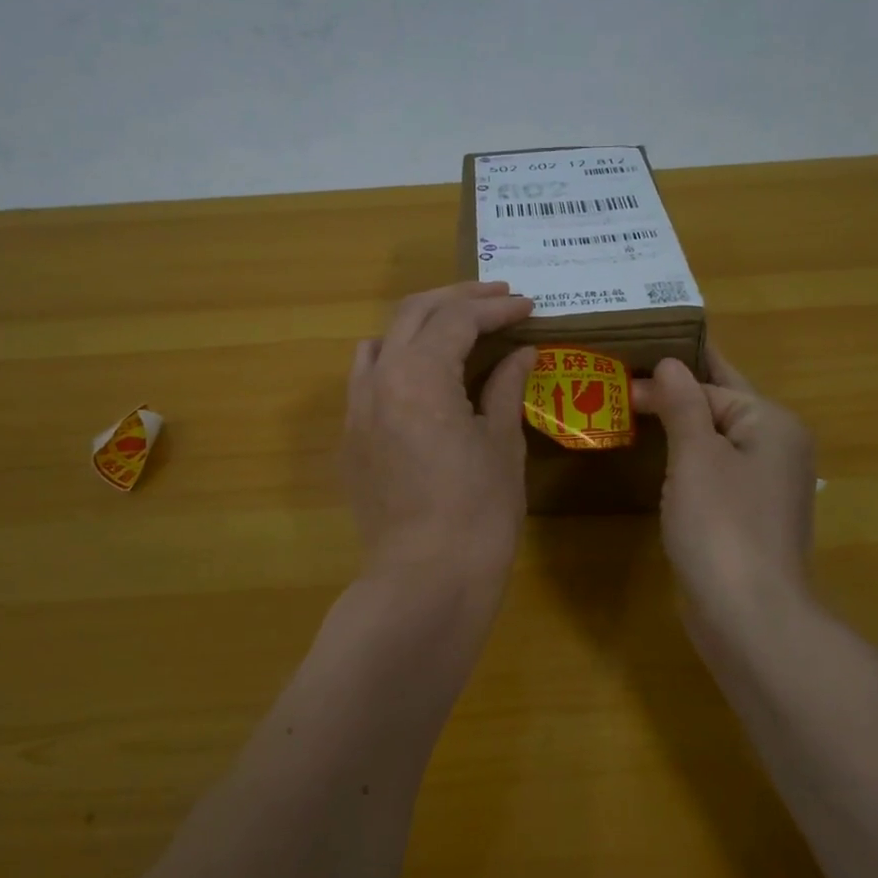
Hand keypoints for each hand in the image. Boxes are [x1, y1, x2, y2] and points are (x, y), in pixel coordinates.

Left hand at [342, 282, 537, 591]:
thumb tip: (521, 353)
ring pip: (381, 342)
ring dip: (419, 325)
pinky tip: (422, 378)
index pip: (457, 319)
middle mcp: (378, 381)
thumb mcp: (502, 444)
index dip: (495, 307)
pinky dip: (396, 361)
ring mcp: (356, 411)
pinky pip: (367, 381)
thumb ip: (506, 388)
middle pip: (412, 314)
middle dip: (457, 299)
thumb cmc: (479, 513)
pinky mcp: (351, 441)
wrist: (426, 579)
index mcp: (420, 376)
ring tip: (456, 329)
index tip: (526, 305)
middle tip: (496, 297)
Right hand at [631, 347, 816, 636]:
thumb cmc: (722, 526)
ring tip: (630, 410)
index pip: (714, 382)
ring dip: (676, 426)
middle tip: (624, 376)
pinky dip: (683, 460)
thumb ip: (683, 404)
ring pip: (713, 440)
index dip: (666, 375)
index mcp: (771, 423)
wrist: (748, 616)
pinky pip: (711, 472)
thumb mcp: (697, 456)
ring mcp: (761, 486)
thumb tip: (670, 364)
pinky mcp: (744, 516)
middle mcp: (774, 448)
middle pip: (719, 406)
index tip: (619, 372)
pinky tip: (654, 459)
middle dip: (674, 393)